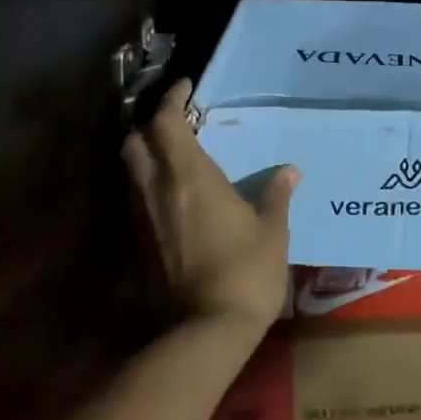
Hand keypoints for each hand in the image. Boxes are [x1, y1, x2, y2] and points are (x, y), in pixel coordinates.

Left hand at [123, 78, 297, 336]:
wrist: (205, 333)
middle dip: (150, 125)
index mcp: (190, 177)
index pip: (166, 122)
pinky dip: (149, 186)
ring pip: (131, 172)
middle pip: (135, 142)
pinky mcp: (139, 246)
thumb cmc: (246, 272)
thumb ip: (276, 196)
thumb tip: (289, 172)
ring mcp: (144, 219)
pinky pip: (138, 201)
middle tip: (176, 121)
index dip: (171, 98)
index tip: (186, 86)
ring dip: (147, 155)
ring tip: (175, 155)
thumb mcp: (272, 231)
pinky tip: (174, 197)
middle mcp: (158, 190)